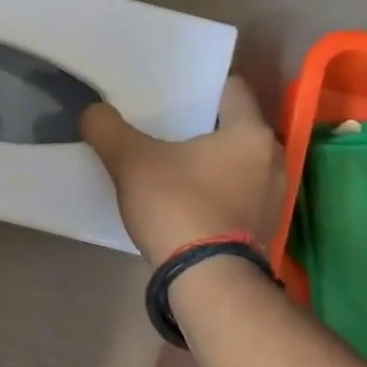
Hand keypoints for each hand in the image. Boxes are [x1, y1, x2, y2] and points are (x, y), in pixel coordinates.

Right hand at [81, 78, 288, 263]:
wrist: (206, 281)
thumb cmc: (177, 205)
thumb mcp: (131, 162)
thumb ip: (107, 129)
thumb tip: (92, 111)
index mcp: (251, 134)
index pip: (232, 89)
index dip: (201, 85)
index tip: (172, 90)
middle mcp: (273, 160)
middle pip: (234, 128)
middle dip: (202, 126)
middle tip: (164, 125)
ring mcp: (273, 198)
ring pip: (236, 164)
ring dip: (210, 162)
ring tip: (171, 163)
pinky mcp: (262, 229)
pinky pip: (237, 194)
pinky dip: (215, 191)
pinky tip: (185, 199)